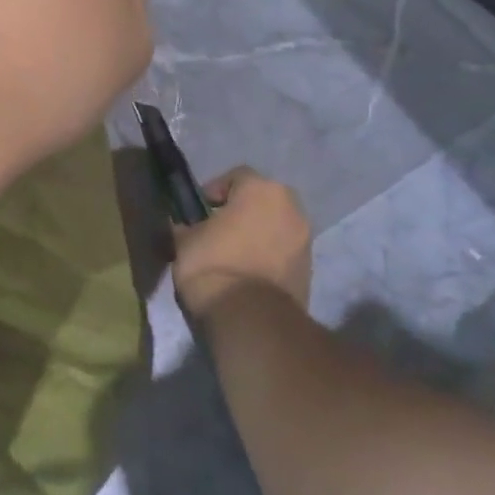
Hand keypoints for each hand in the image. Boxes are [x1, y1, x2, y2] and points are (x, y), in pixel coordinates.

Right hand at [172, 168, 312, 319]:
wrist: (251, 317)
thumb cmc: (213, 264)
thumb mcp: (184, 240)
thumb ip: (187, 225)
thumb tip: (185, 225)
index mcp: (261, 189)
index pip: (237, 176)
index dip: (214, 191)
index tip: (199, 210)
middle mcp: (290, 206)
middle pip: (262, 199)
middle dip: (242, 210)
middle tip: (218, 228)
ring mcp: (305, 238)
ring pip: (276, 225)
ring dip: (257, 233)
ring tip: (233, 253)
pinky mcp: (310, 268)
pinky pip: (284, 250)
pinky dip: (268, 254)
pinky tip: (247, 272)